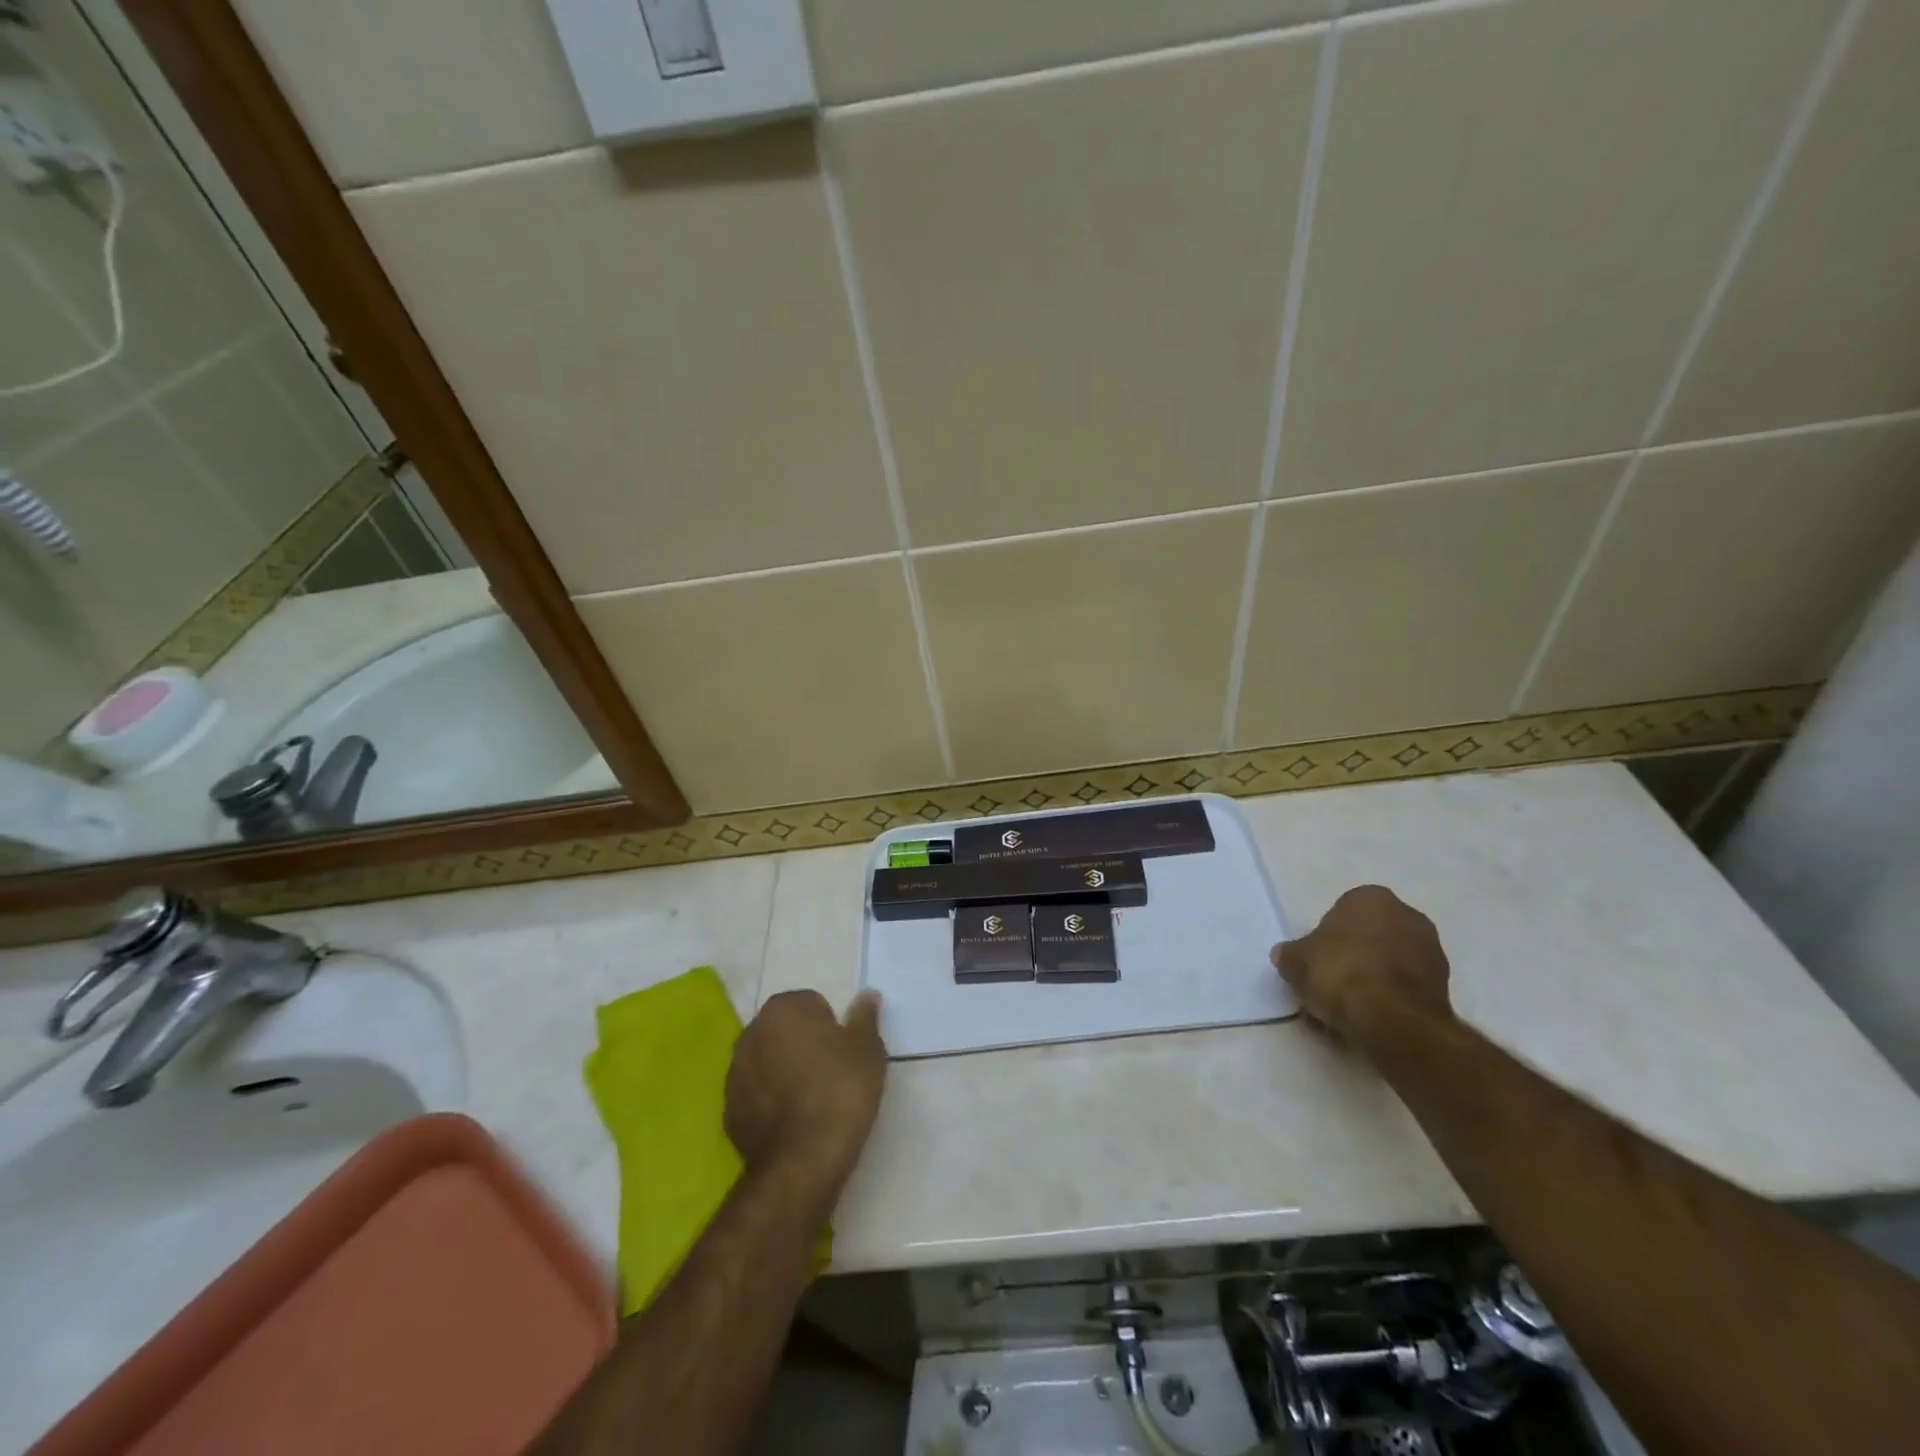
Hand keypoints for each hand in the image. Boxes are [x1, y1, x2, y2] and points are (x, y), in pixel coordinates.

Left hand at [726, 990, 886, 1187]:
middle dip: (803, 1044)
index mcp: (783, 1009)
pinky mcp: (728, 1111)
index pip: (811, 1003)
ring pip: (767, 1061)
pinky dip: (770, 1101)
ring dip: (784, 1071)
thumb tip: (868, 995)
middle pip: (785, 1030)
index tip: (844, 1051)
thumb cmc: (840, 1090)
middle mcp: (751, 1033)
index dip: (831, 1026)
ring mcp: (734, 1073)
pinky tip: (793, 1121)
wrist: (804, 1160)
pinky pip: (756, 1095)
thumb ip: (865, 1017)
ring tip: (812, 1100)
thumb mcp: (868, 1049)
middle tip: (831, 1072)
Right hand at [1272, 886, 1452, 1050]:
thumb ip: (1291, 954)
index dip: (1326, 938)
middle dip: (1353, 956)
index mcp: (1372, 898)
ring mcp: (1431, 951)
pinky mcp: (1445, 986)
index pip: (1342, 912)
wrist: (1393, 1019)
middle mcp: (1408, 915)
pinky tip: (1370, 1018)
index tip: (1316, 961)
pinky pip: (1405, 986)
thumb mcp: (1296, 961)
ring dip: (1371, 978)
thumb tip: (1286, 956)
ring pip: (1389, 962)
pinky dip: (1389, 998)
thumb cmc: (1340, 973)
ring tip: (1348, 1007)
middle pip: (1370, 935)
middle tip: (1330, 982)